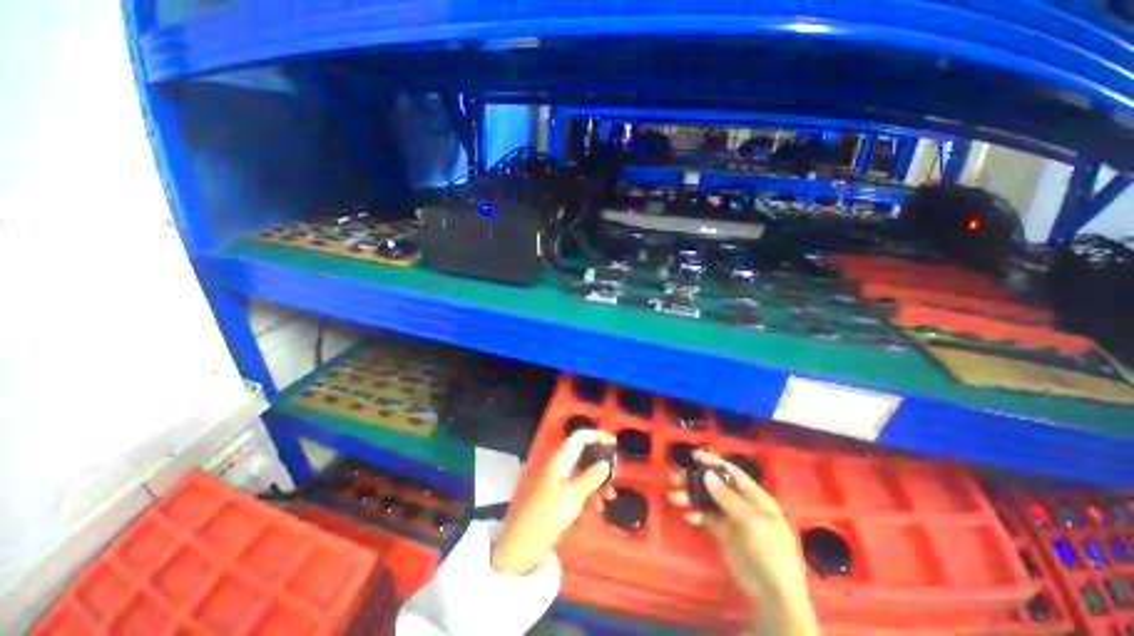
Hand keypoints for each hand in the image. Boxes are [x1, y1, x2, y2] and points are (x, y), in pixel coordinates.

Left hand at [491, 429, 616, 575]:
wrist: (523, 542)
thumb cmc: (549, 513)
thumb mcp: (574, 494)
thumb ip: (592, 477)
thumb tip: (606, 463)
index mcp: (561, 458)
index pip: (581, 437)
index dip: (598, 436)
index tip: (615, 444)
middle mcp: (560, 465)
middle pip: (584, 456)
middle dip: (601, 467)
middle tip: (614, 478)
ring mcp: (558, 481)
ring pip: (583, 475)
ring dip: (597, 485)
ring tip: (608, 500)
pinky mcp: (557, 498)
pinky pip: (577, 490)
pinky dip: (587, 498)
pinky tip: (593, 513)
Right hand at [668, 451, 818, 635]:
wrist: (772, 591)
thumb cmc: (769, 549)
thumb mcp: (751, 521)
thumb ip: (727, 497)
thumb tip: (707, 474)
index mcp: (754, 496)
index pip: (732, 472)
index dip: (713, 462)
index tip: (694, 455)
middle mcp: (741, 504)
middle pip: (715, 485)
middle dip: (695, 480)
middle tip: (674, 477)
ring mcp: (731, 519)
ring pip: (707, 501)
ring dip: (690, 496)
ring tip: (672, 496)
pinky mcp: (723, 534)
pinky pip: (706, 518)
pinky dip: (696, 514)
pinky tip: (688, 516)